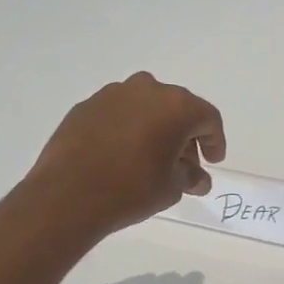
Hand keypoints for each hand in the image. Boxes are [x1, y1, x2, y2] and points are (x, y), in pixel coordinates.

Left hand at [26, 73, 225, 237]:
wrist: (68, 194)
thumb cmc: (131, 189)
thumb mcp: (171, 188)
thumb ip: (190, 177)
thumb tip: (197, 178)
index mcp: (176, 105)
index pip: (207, 118)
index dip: (214, 141)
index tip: (213, 161)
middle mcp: (146, 90)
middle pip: (177, 108)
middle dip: (185, 135)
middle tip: (185, 163)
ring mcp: (112, 94)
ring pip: (145, 107)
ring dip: (155, 128)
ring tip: (152, 158)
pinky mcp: (86, 106)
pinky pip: (118, 114)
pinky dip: (127, 129)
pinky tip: (122, 154)